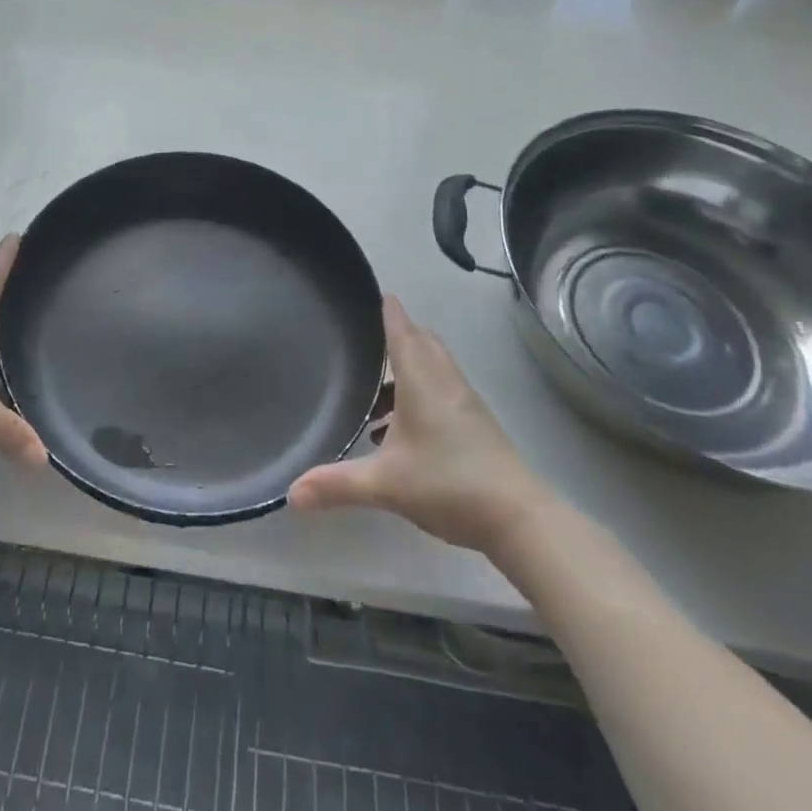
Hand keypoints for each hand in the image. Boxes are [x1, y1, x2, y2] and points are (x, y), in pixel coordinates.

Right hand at [289, 296, 554, 554]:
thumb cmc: (449, 485)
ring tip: (374, 394)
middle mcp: (443, 381)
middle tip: (364, 341)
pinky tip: (400, 431)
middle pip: (420, 341)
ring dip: (406, 368)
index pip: (401, 329)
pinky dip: (419, 392)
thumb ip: (337, 484)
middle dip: (395, 335)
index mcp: (421, 380)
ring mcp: (464, 402)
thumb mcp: (385, 484)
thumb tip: (291, 492)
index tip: (372, 291)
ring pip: (432, 366)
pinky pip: (441, 388)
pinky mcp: (475, 423)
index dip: (386, 308)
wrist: (520, 519)